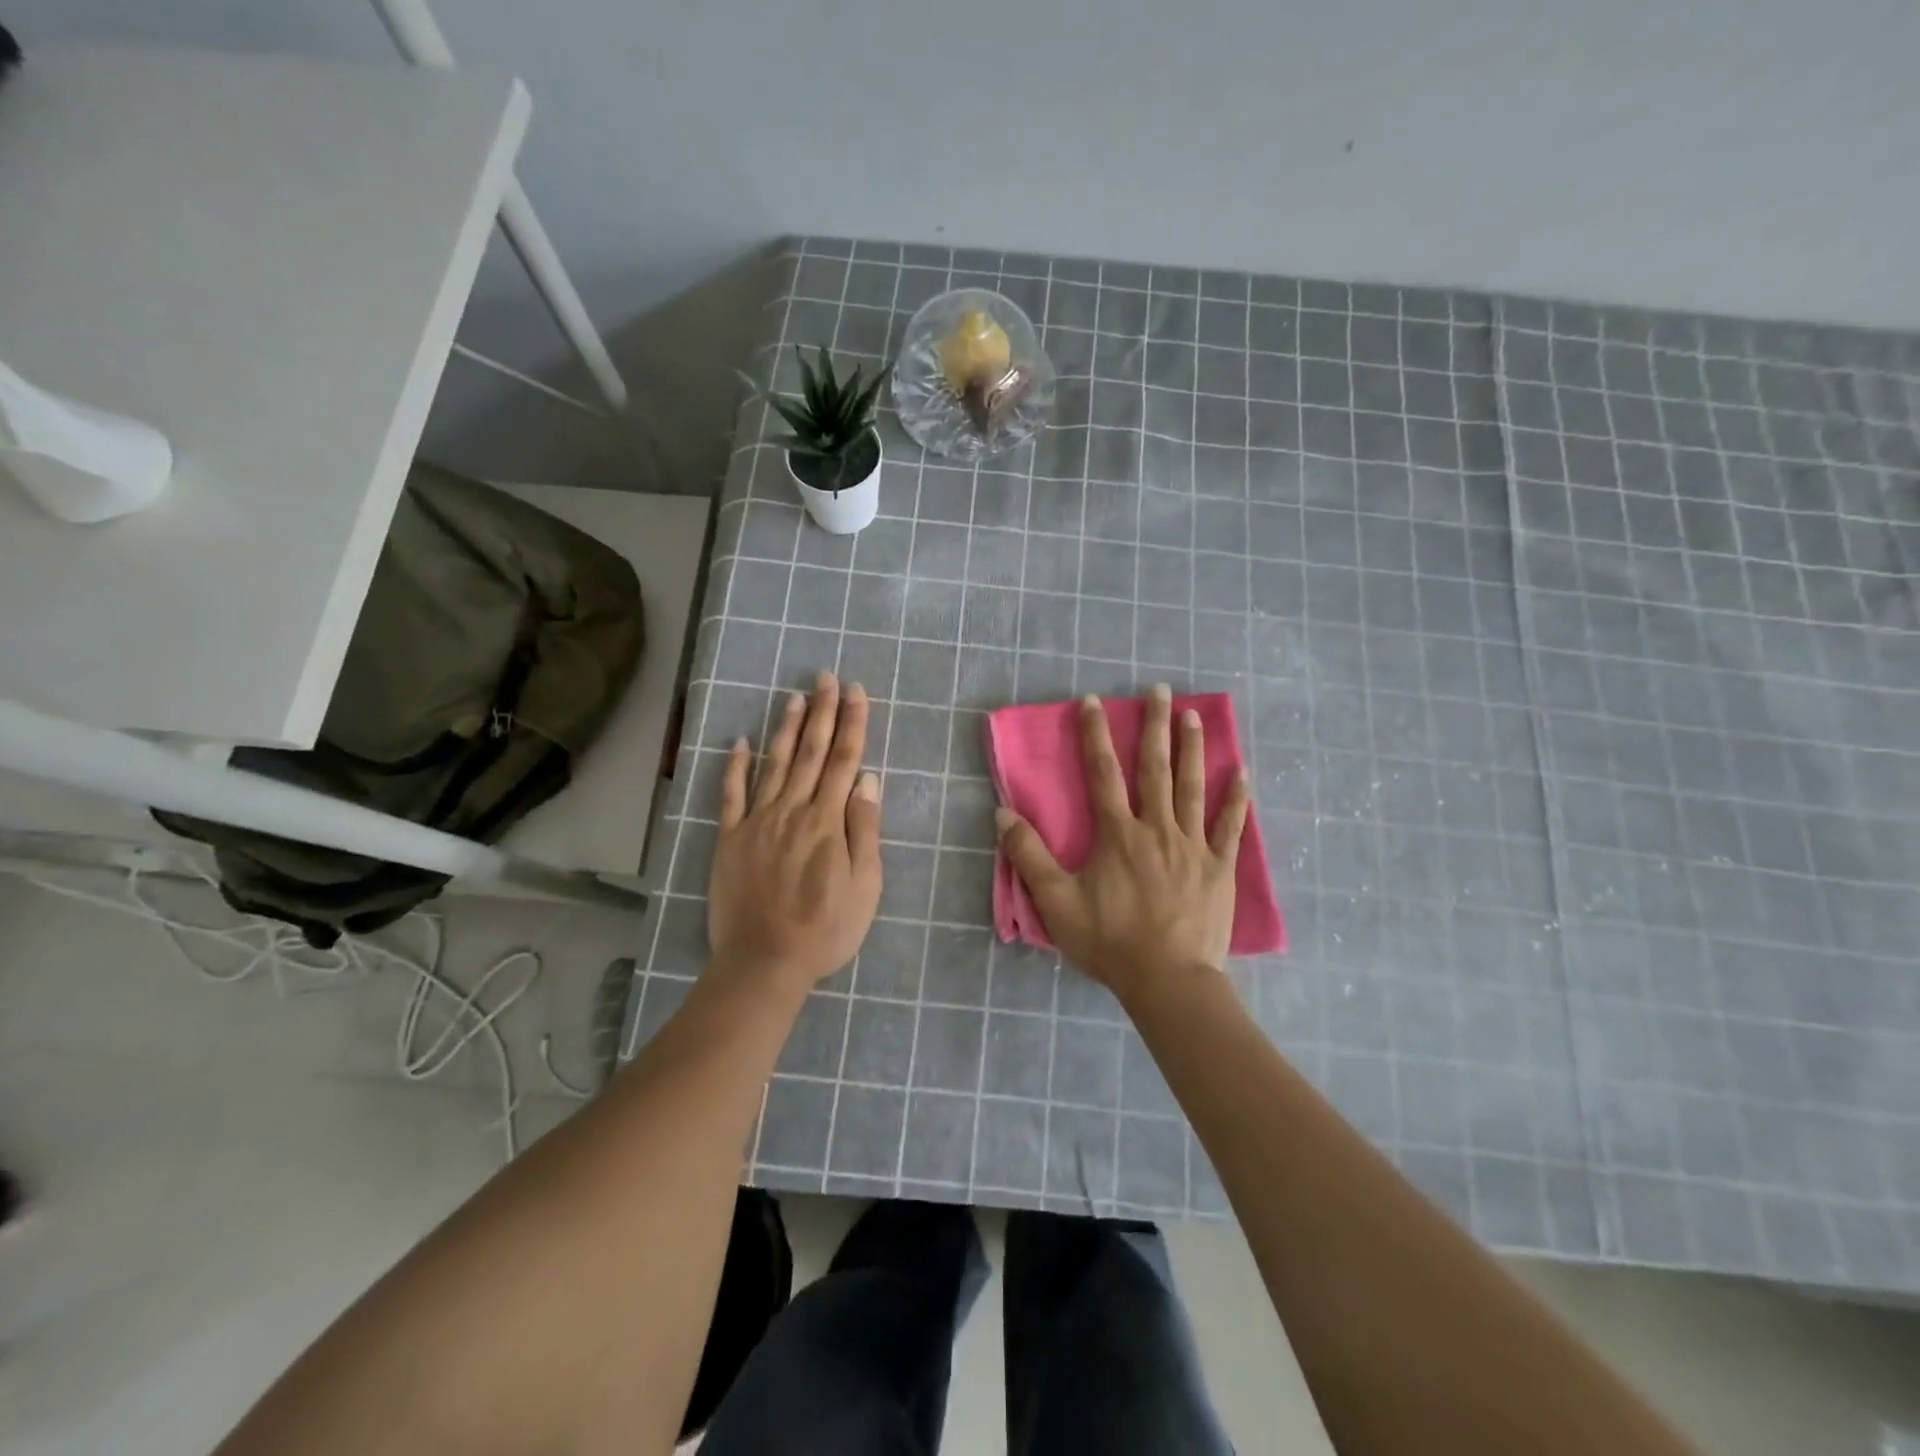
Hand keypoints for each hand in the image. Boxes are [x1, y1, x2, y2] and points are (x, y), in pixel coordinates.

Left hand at [708, 672, 882, 994]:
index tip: (856, 691)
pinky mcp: (730, 839)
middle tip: (826, 677)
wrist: (764, 962)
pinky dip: (734, 766)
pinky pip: (731, 795)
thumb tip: (867, 780)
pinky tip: (738, 742)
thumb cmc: (825, 929)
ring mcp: (757, 822)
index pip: (844, 760)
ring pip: (774, 764)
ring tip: (794, 697)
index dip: (852, 723)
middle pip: (811, 752)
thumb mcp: (865, 886)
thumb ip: (864, 829)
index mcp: (827, 821)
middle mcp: (792, 810)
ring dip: (786, 728)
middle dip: (822, 712)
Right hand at [995, 685, 1249, 1003]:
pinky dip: (1236, 800)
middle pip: (1155, 768)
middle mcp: (1157, 828)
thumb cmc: (1110, 941)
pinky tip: (1242, 773)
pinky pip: (1229, 827)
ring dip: (1193, 749)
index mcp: (1118, 834)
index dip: (1095, 734)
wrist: (1168, 980)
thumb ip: (1029, 856)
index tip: (1093, 701)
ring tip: (1193, 715)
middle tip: (1159, 689)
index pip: (1103, 773)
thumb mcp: (1057, 902)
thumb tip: (1003, 813)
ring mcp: (1193, 846)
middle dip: (1154, 726)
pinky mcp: (1219, 868)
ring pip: (1193, 788)